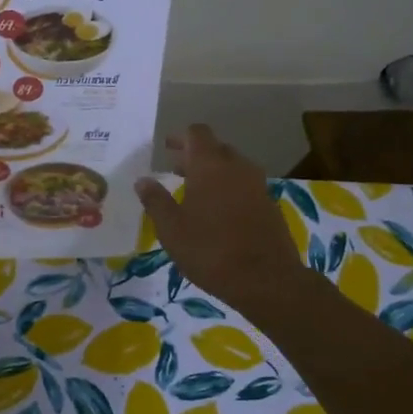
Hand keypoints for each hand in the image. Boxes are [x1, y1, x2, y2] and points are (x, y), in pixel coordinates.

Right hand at [135, 125, 306, 312]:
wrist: (266, 279)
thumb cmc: (210, 250)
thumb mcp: (171, 229)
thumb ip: (156, 201)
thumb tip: (143, 180)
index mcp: (210, 166)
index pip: (197, 133)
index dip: (181, 137)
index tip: (167, 148)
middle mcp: (237, 167)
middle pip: (216, 148)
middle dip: (196, 155)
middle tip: (176, 171)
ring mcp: (258, 185)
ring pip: (233, 167)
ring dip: (214, 173)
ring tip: (195, 193)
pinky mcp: (269, 205)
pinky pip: (245, 186)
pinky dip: (229, 189)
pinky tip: (218, 213)